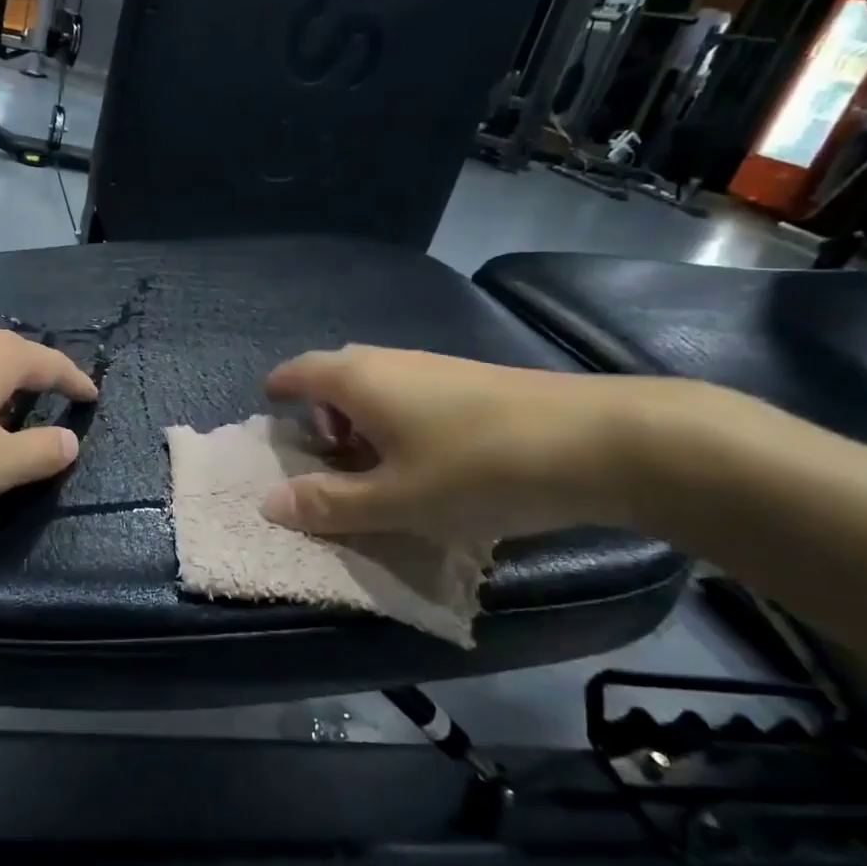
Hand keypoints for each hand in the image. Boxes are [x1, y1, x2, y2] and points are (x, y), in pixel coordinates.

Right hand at [260, 346, 679, 542]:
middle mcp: (389, 361)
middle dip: (320, 417)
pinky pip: (410, 395)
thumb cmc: (477, 468)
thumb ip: (329, 504)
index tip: (270, 419)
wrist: (599, 440)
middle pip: (335, 378)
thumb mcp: (395, 500)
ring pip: (376, 387)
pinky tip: (425, 464)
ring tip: (374, 473)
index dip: (278, 392)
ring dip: (361, 424)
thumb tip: (267, 504)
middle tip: (324, 461)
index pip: (297, 372)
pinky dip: (396, 424)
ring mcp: (434, 367)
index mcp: (358, 380)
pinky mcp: (470, 382)